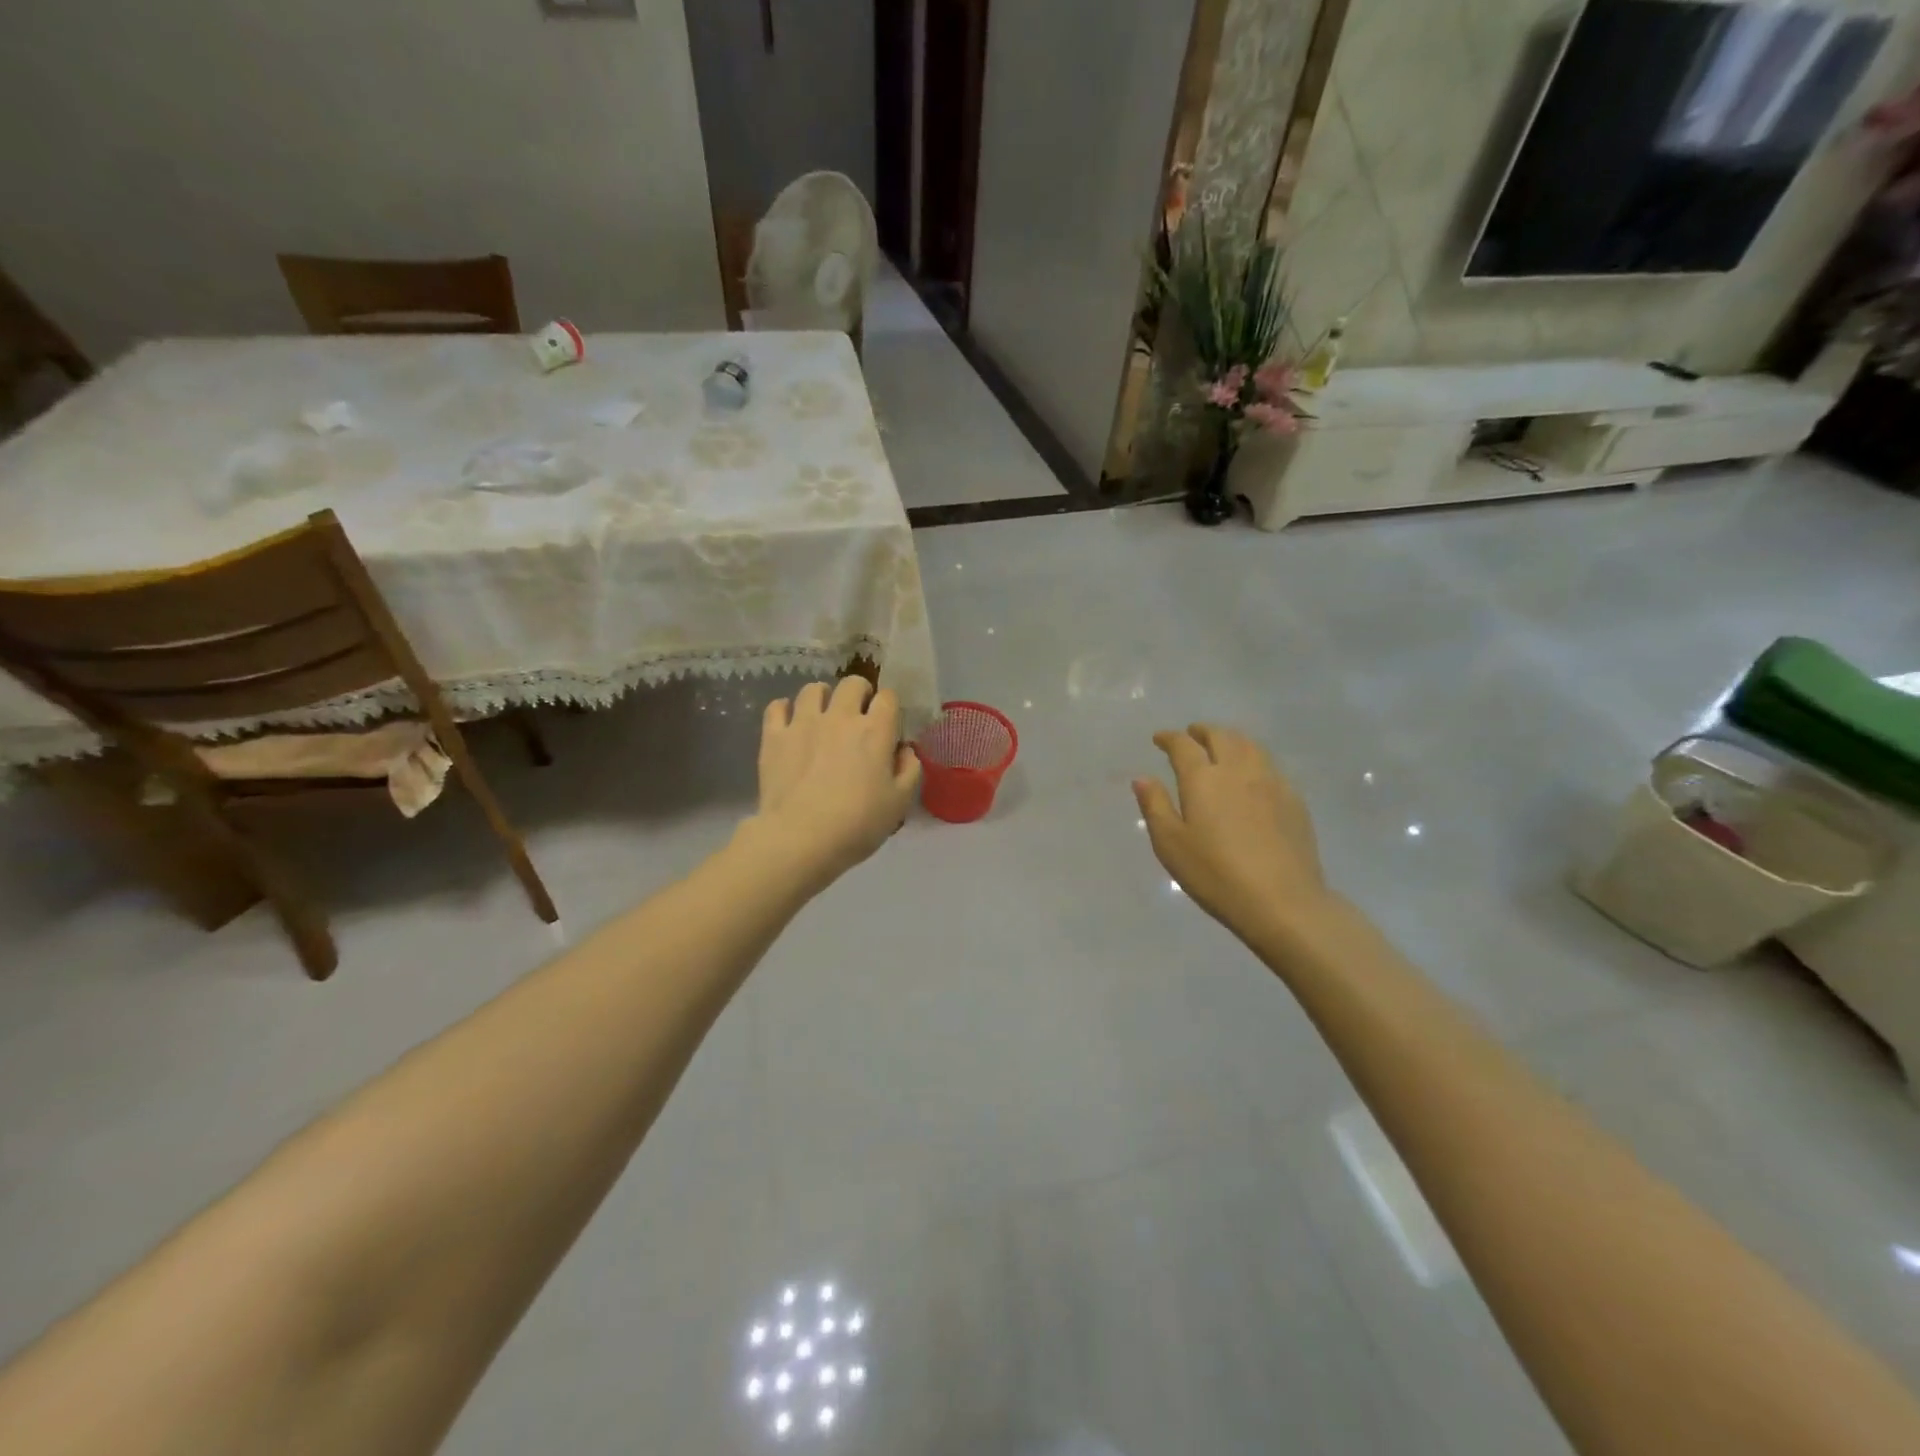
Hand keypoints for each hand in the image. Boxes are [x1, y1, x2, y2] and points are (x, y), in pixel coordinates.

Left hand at [747, 677, 920, 887]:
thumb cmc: (857, 824)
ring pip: (813, 689)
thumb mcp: (900, 803)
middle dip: (860, 693)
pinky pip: (777, 706)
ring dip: (823, 698)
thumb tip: (905, 751)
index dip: (890, 708)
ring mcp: (803, 723)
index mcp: (875, 731)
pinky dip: (785, 709)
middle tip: (858, 716)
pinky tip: (789, 723)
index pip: (888, 697)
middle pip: (852, 683)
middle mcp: (840, 717)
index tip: (888, 727)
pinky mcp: (774, 736)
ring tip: (823, 716)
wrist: (800, 839)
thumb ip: (909, 770)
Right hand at [1134, 725, 1332, 939]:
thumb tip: (1142, 778)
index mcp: (1203, 778)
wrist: (1282, 900)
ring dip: (1231, 739)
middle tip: (1192, 735)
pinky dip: (1254, 758)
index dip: (1169, 738)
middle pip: (1221, 736)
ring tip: (1222, 746)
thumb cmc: (1215, 874)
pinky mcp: (1293, 799)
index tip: (1159, 738)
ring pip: (1250, 745)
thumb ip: (1155, 806)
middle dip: (1202, 731)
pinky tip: (1252, 774)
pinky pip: (1270, 765)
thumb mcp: (1171, 844)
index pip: (1183, 745)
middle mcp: (1238, 769)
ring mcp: (1271, 781)